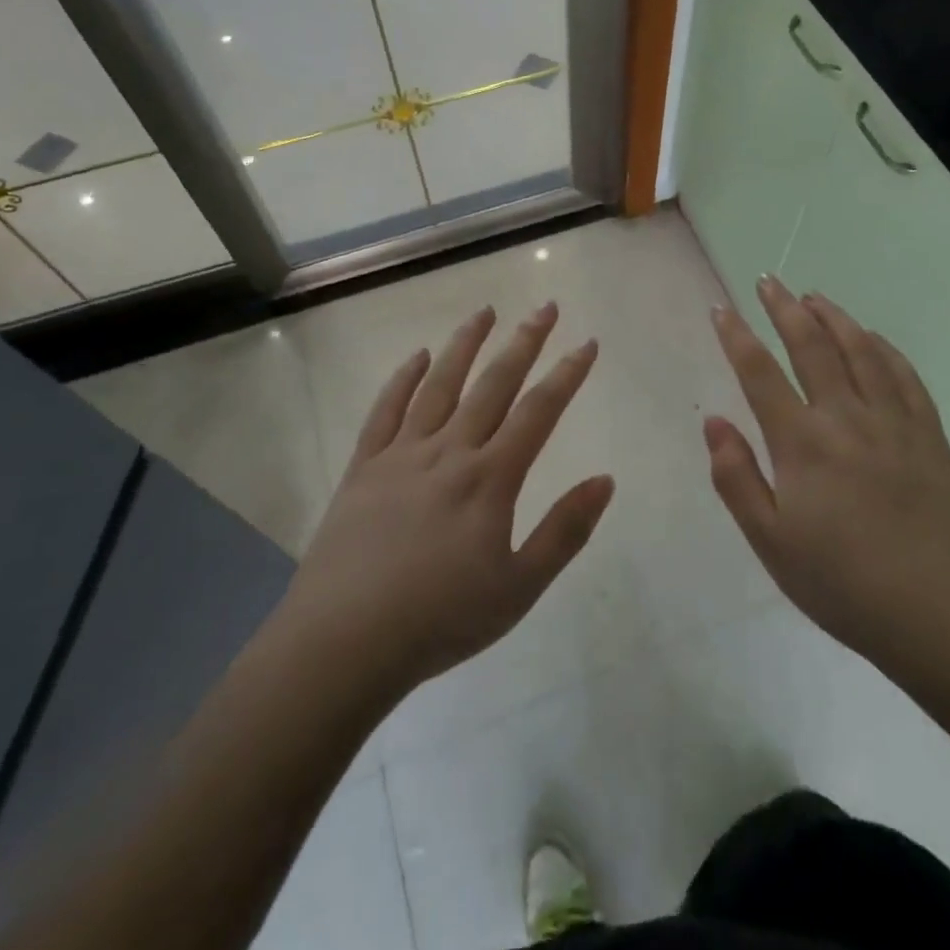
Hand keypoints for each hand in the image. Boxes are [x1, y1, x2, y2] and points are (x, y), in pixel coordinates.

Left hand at [280, 303, 612, 701]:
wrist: (344, 642)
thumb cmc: (440, 620)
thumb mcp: (519, 587)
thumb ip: (565, 531)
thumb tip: (605, 479)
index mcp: (490, 478)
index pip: (538, 412)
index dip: (567, 374)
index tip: (586, 343)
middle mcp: (449, 451)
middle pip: (493, 384)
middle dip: (524, 342)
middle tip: (545, 307)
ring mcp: (402, 454)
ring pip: (440, 385)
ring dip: (465, 344)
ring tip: (484, 311)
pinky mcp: (364, 467)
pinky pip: (386, 411)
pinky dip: (403, 379)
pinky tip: (418, 357)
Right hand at [705, 277, 949, 668]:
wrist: (947, 617)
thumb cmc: (846, 586)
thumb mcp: (772, 543)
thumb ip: (736, 478)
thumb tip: (714, 422)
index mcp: (803, 443)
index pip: (760, 373)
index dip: (736, 336)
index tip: (720, 308)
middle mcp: (847, 418)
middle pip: (811, 346)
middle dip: (784, 309)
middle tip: (767, 281)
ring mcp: (894, 422)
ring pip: (860, 350)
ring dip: (833, 317)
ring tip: (813, 296)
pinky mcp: (930, 436)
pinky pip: (904, 376)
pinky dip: (883, 347)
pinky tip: (872, 338)